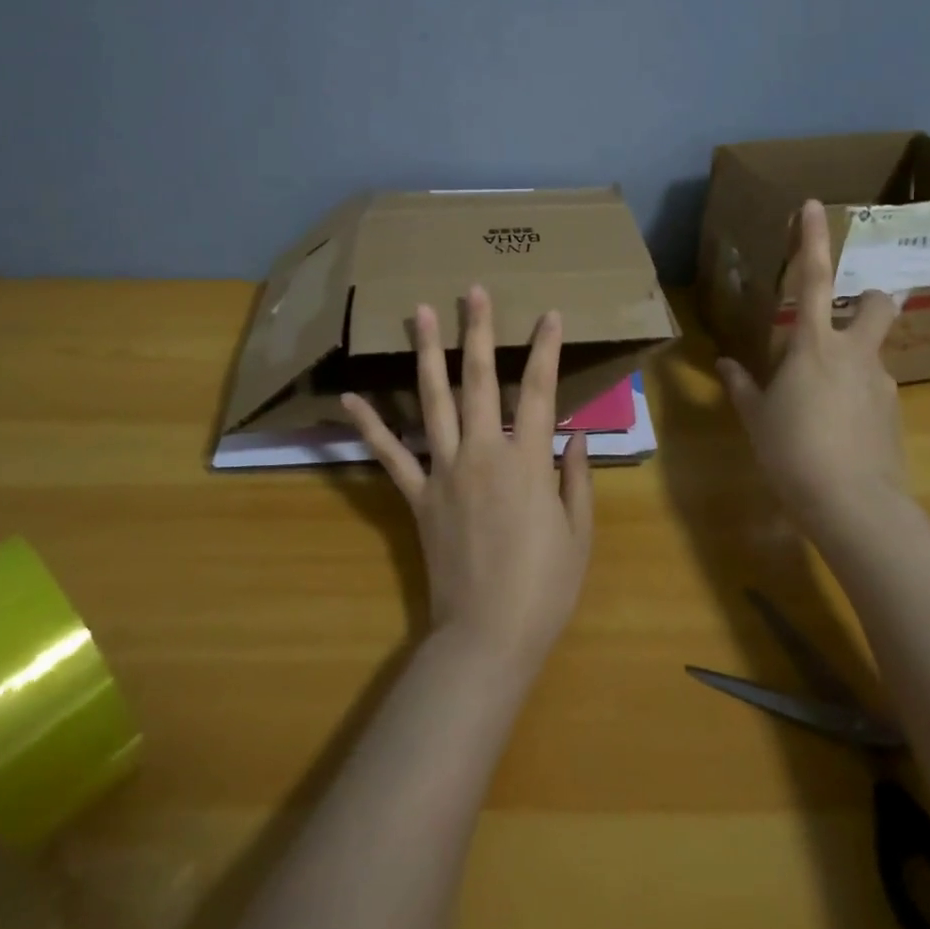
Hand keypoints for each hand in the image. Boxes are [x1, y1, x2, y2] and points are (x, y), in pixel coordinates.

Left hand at [342, 285, 592, 681]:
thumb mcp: (578, 532)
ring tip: (417, 314)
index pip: (541, 390)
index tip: (550, 316)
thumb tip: (575, 434)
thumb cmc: (544, 587)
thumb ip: (576, 476)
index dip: (547, 349)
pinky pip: (390, 455)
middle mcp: (482, 452)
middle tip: (472, 291)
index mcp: (527, 461)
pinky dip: (370, 425)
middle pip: (479, 380)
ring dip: (426, 354)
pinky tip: (351, 397)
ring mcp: (444, 471)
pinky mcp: (417, 496)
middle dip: (477, 332)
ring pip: (433, 401)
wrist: (487, 637)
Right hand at [716, 199, 907, 532]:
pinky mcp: (895, 413)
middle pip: (878, 304)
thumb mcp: (757, 418)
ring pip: (874, 352)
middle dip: (871, 298)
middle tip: (848, 319)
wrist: (855, 506)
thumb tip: (726, 365)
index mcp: (813, 345)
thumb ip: (742, 385)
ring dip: (854, 360)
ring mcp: (881, 382)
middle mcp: (854, 353)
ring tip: (823, 401)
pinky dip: (858, 396)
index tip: (813, 205)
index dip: (812, 239)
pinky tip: (839, 429)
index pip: (814, 278)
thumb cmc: (793, 452)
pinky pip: (874, 389)